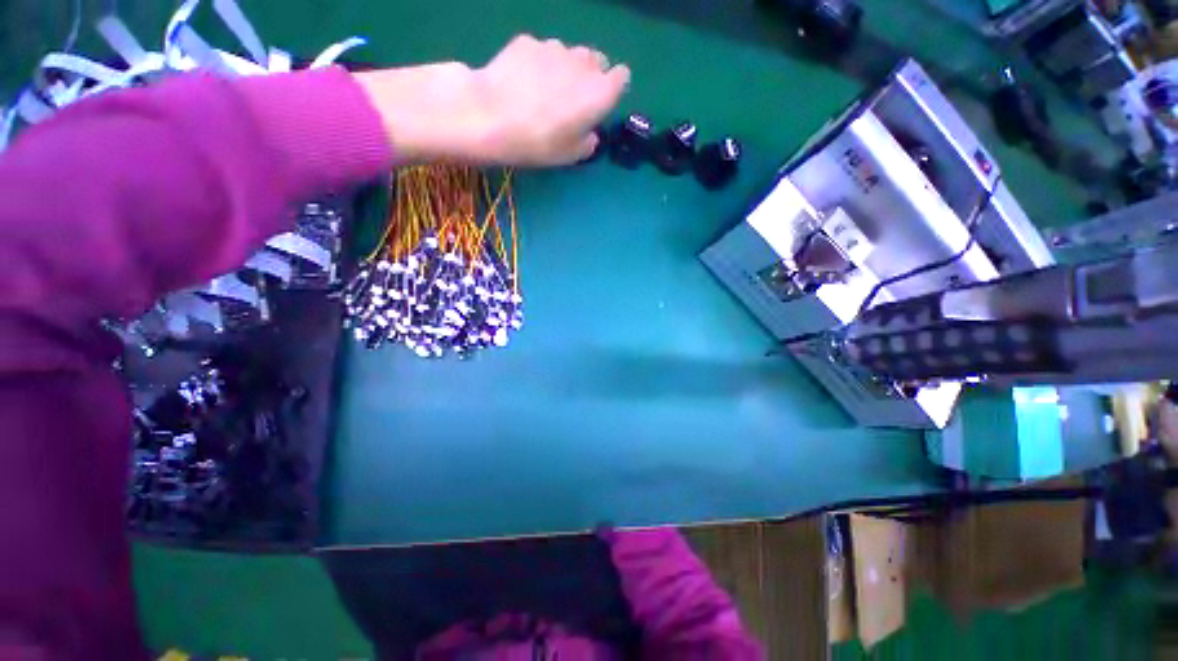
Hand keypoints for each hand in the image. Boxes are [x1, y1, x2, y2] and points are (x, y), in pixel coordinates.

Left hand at [354, 35, 629, 165]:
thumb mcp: (570, 156)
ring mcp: (554, 47)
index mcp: (600, 92)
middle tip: (572, 99)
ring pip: (569, 54)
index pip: (622, 77)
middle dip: (591, 76)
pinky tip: (521, 82)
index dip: (613, 88)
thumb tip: (589, 134)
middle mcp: (583, 62)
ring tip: (544, 91)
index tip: (601, 102)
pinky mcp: (528, 41)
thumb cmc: (539, 143)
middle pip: (597, 61)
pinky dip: (538, 63)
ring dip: (564, 68)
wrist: (491, 116)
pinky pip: (541, 51)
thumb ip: (587, 143)